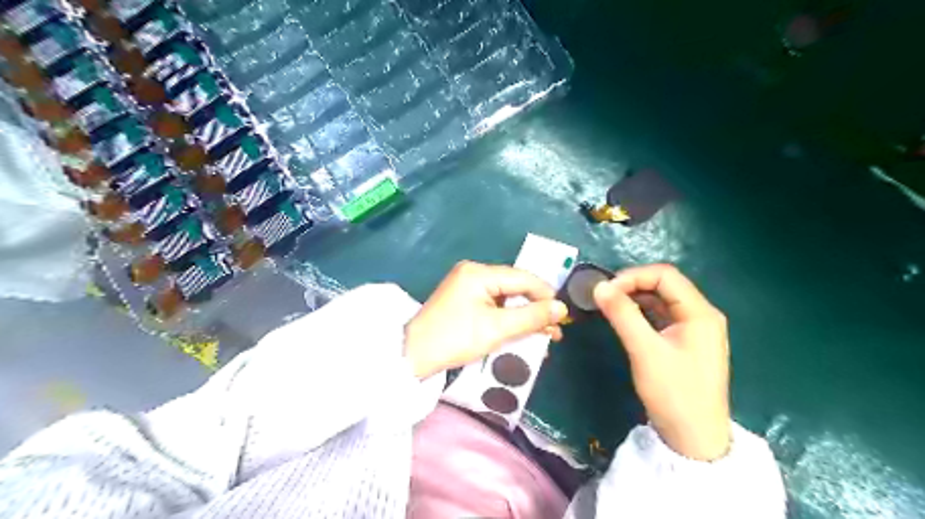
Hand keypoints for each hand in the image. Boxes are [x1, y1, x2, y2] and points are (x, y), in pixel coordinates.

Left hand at [406, 262, 571, 377]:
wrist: (413, 356)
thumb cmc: (455, 339)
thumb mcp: (497, 329)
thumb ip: (531, 316)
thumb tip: (561, 308)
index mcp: (479, 272)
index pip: (522, 278)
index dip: (546, 295)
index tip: (564, 315)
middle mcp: (473, 273)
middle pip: (514, 287)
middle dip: (536, 308)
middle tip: (555, 330)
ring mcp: (466, 286)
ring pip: (505, 297)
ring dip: (523, 316)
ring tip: (543, 335)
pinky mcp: (463, 300)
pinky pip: (493, 305)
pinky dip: (507, 318)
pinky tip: (520, 332)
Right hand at [593, 266, 729, 458]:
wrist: (694, 439)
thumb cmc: (674, 393)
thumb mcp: (645, 351)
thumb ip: (622, 314)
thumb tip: (599, 286)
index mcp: (700, 312)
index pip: (665, 275)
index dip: (633, 276)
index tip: (606, 290)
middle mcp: (701, 315)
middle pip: (665, 285)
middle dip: (633, 285)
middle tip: (604, 297)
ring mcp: (695, 329)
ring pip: (662, 300)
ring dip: (635, 298)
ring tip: (610, 306)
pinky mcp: (685, 342)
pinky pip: (662, 316)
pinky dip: (641, 313)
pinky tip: (624, 319)